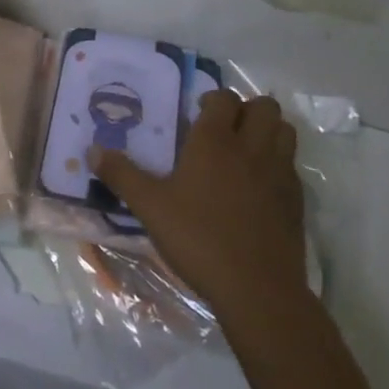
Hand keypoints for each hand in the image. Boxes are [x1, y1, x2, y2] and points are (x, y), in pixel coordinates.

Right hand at [94, 91, 306, 330]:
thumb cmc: (198, 239)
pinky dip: (280, 164)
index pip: (223, 98)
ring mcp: (279, 173)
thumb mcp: (150, 207)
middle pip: (264, 106)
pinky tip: (261, 187)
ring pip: (285, 130)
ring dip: (269, 131)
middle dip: (247, 109)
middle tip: (225, 129)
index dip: (213, 100)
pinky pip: (292, 166)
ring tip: (247, 151)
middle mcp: (251, 147)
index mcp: (215, 141)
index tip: (198, 115)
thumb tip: (92, 151)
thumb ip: (122, 175)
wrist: (258, 290)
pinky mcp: (296, 201)